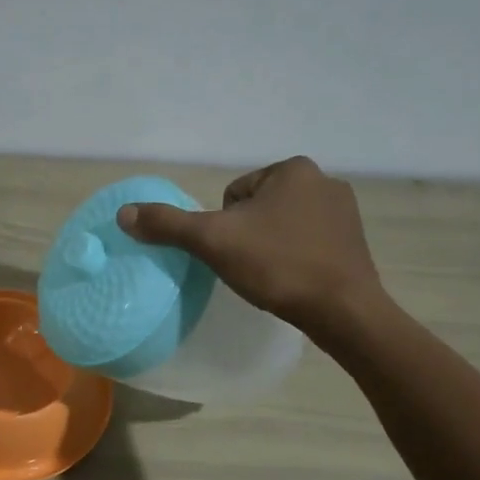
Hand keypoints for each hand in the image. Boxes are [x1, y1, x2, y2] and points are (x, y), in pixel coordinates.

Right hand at [115, 156, 386, 348]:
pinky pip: (309, 242)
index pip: (234, 194)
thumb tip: (123, 213)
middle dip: (249, 234)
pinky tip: (295, 280)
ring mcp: (345, 211)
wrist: (342, 310)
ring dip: (271, 246)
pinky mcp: (356, 241)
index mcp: (292, 169)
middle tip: (250, 266)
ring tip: (273, 276)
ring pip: (283, 225)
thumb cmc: (276, 265)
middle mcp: (324, 180)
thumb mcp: (212, 241)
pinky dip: (296, 257)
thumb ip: (168, 224)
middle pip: (258, 208)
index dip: (225, 226)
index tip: (236, 251)